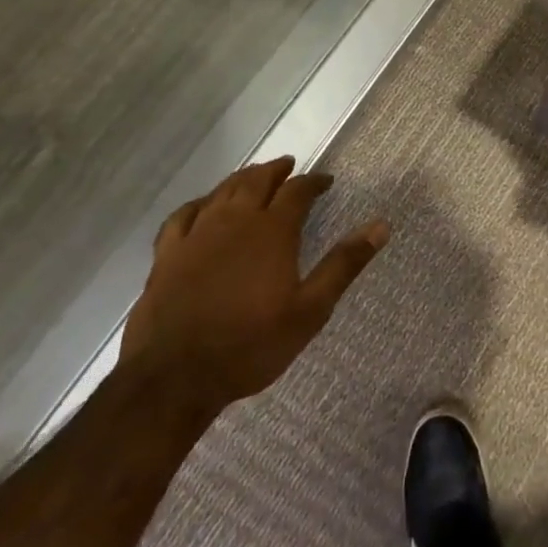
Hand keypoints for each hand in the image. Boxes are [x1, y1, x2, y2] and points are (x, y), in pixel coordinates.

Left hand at [119, 157, 388, 413]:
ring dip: (242, 179)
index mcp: (272, 231)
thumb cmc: (250, 345)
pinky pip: (183, 215)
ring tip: (254, 177)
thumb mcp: (310, 310)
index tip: (326, 181)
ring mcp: (197, 235)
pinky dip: (198, 203)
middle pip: (256, 181)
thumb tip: (381, 226)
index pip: (297, 191)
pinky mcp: (167, 255)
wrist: (174, 379)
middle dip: (276, 171)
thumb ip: (344, 264)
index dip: (313, 181)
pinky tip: (203, 206)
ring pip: (221, 192)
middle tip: (289, 166)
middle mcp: (235, 221)